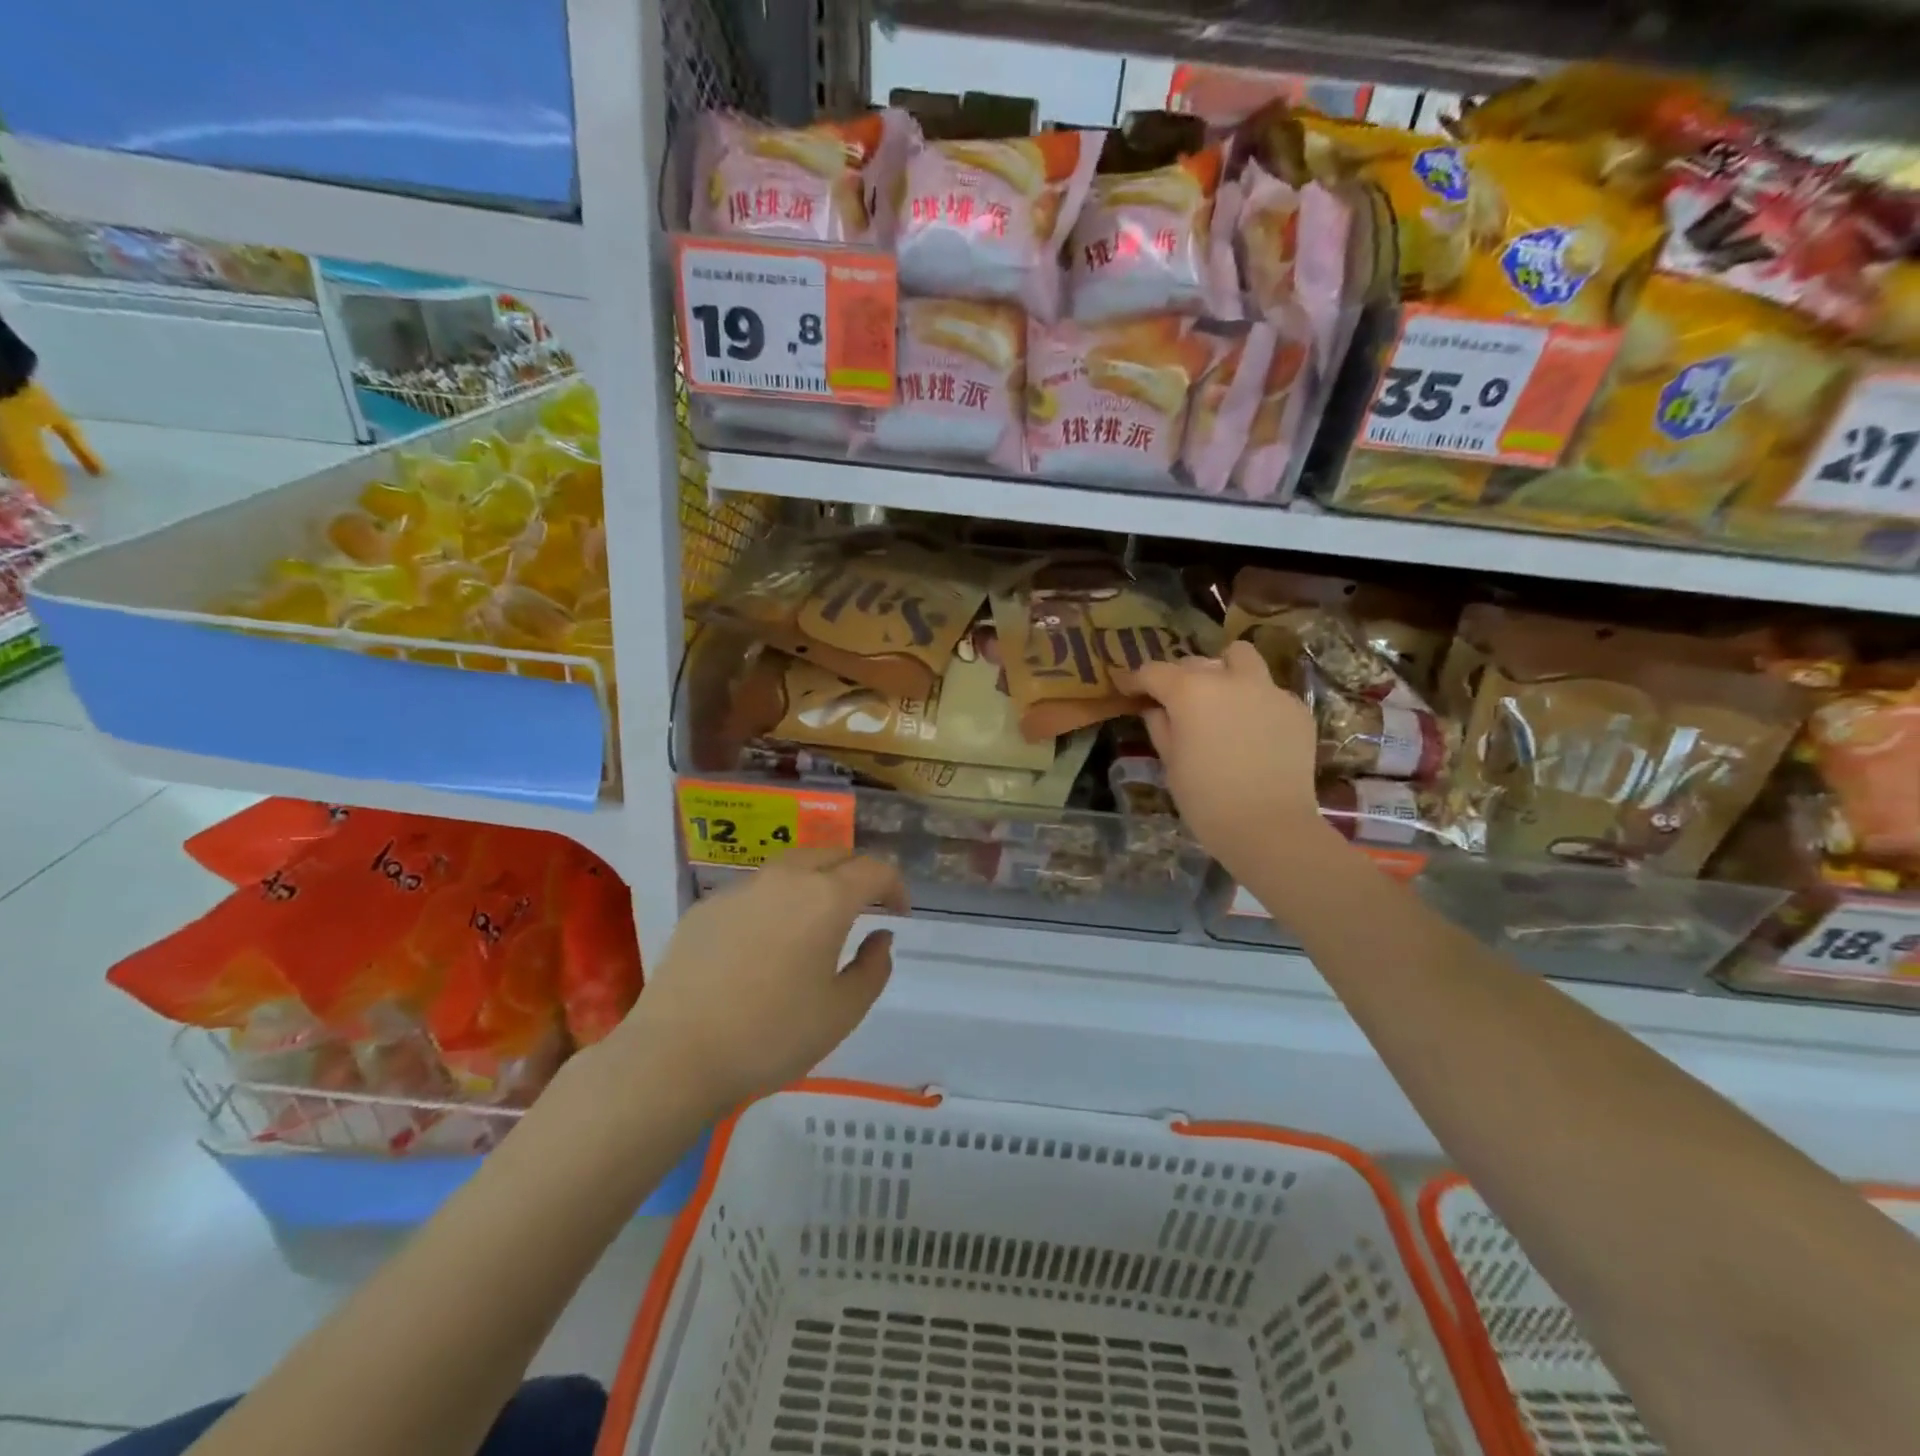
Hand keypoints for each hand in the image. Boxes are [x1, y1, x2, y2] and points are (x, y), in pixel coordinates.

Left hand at [610, 849, 907, 1111]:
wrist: (674, 1056)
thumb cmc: (771, 1036)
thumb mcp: (842, 1012)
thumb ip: (873, 968)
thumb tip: (879, 936)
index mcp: (826, 898)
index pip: (874, 869)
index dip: (895, 885)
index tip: (899, 912)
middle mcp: (785, 879)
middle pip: (832, 854)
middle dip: (856, 872)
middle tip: (864, 905)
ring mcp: (741, 889)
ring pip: (791, 866)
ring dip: (815, 880)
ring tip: (816, 919)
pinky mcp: (706, 907)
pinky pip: (754, 891)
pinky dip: (775, 901)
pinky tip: (765, 943)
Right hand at [1116, 640, 1330, 878]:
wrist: (1269, 826)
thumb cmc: (1206, 799)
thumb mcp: (1170, 763)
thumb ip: (1160, 726)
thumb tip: (1155, 709)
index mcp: (1190, 691)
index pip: (1154, 672)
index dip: (1136, 680)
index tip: (1128, 689)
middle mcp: (1229, 679)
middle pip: (1196, 662)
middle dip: (1180, 677)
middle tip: (1175, 702)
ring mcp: (1268, 690)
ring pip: (1242, 658)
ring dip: (1224, 669)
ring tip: (1220, 698)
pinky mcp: (1296, 709)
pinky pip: (1268, 691)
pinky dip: (1254, 701)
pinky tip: (1252, 731)